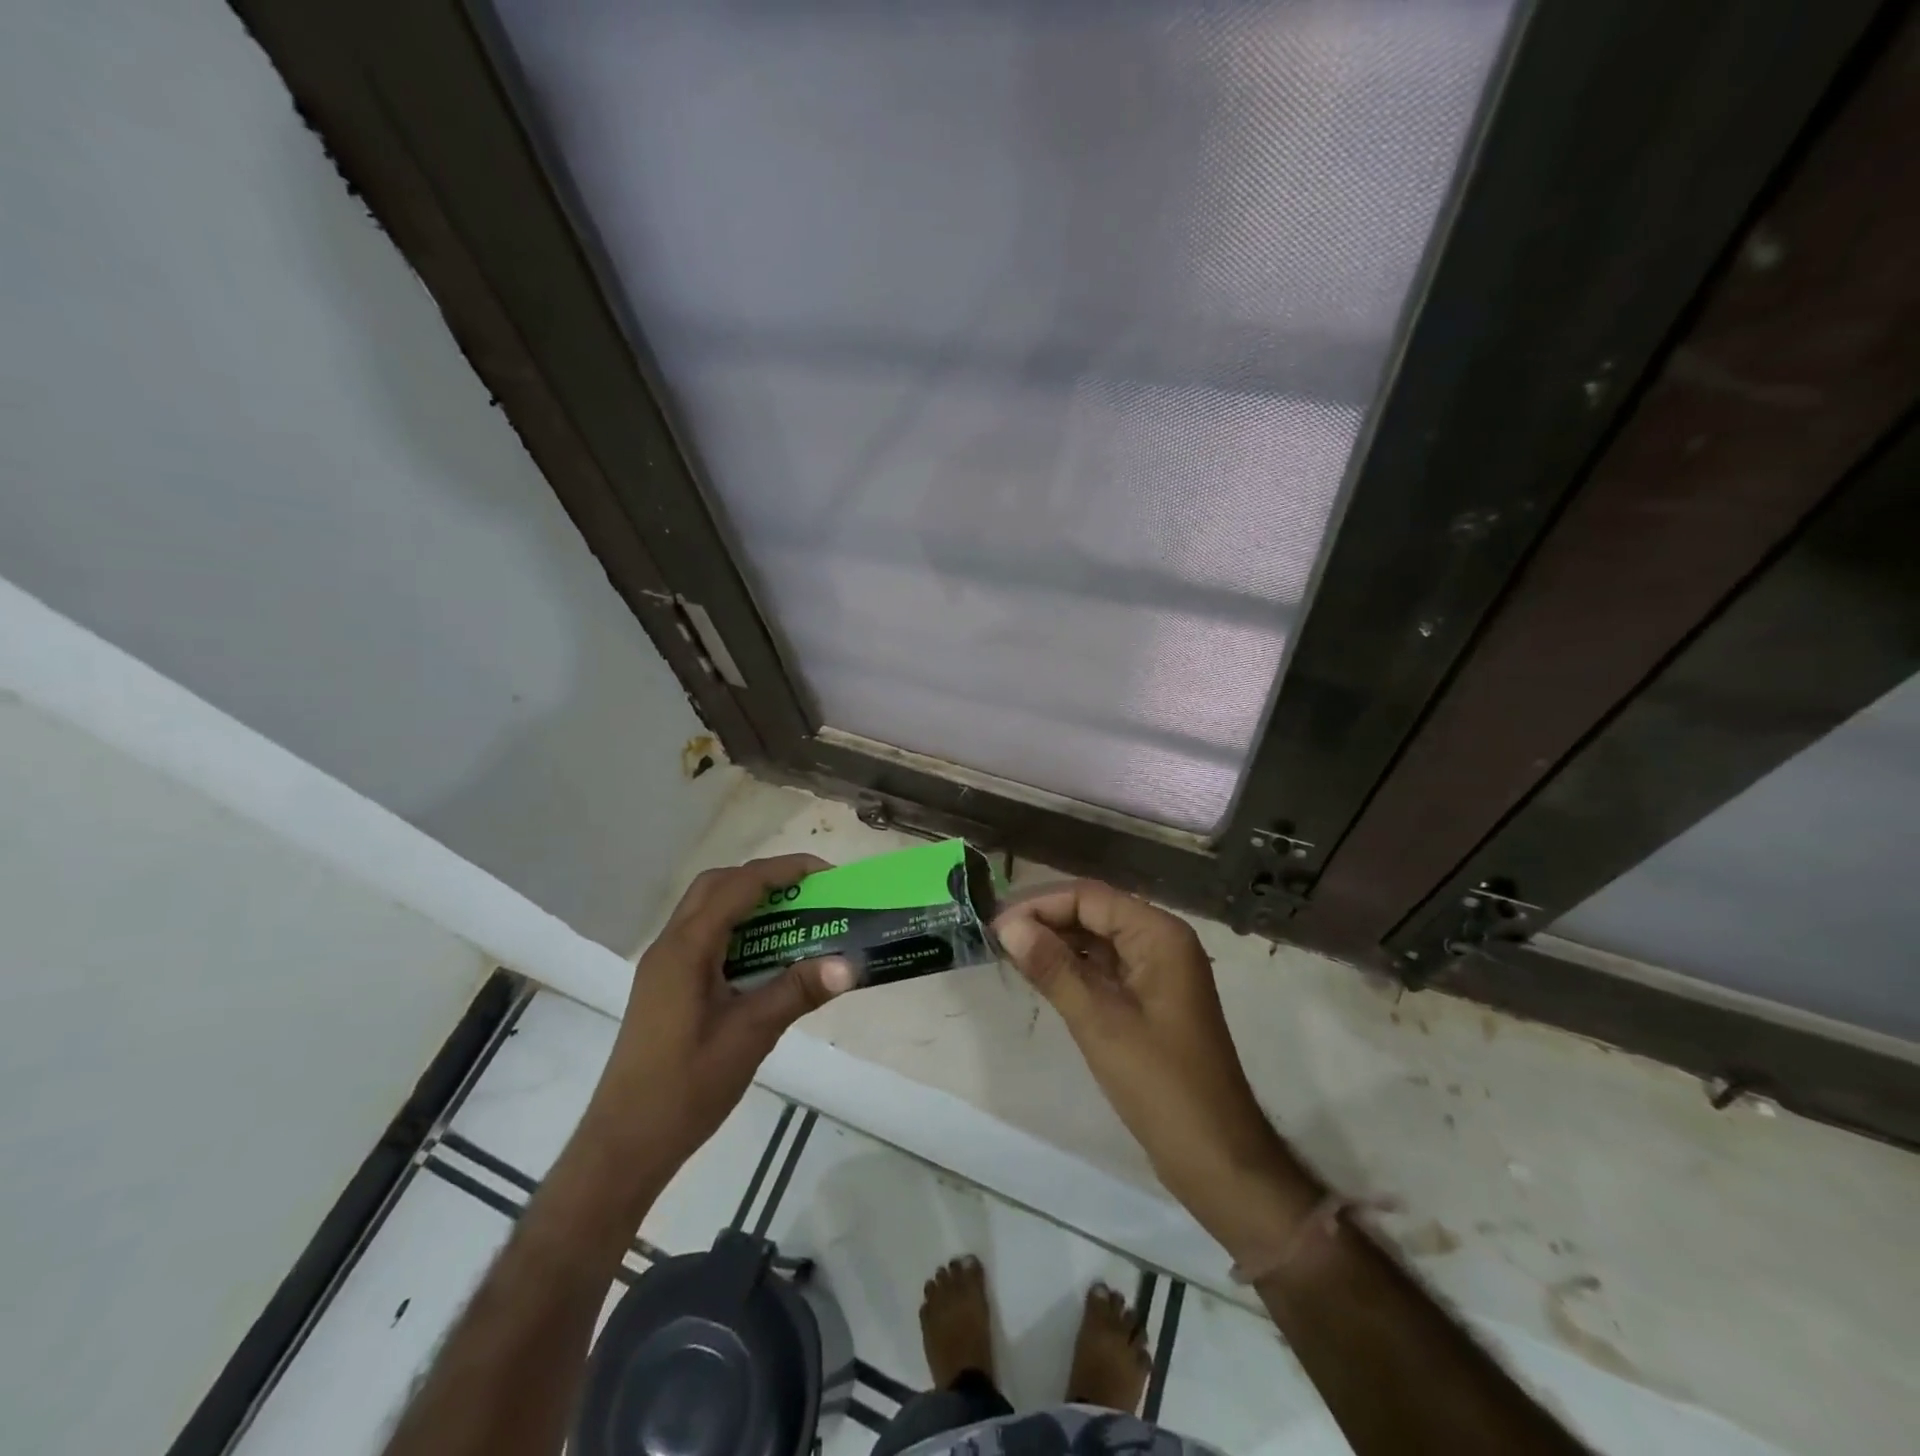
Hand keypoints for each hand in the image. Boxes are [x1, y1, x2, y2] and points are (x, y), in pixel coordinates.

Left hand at [580, 855, 854, 1182]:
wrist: (625, 1144)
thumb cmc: (686, 1088)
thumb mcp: (750, 1036)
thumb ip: (797, 992)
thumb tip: (849, 964)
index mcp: (686, 949)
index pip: (738, 887)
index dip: (783, 871)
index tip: (825, 873)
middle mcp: (670, 946)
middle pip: (717, 886)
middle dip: (764, 878)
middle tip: (808, 892)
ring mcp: (664, 966)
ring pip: (708, 910)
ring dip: (749, 903)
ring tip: (794, 918)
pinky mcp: (666, 986)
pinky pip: (704, 937)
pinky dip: (738, 930)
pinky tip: (766, 957)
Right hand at [994, 881, 1318, 1261]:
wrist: (1216, 1156)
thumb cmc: (1160, 1084)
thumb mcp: (1099, 1021)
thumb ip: (1052, 968)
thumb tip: (1007, 926)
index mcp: (1159, 934)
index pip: (1090, 898)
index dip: (1040, 905)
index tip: (995, 925)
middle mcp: (1161, 941)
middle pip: (1094, 913)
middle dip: (1046, 921)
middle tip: (996, 939)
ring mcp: (1158, 971)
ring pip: (1097, 940)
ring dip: (1056, 944)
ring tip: (1009, 954)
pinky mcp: (1150, 999)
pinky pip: (1105, 968)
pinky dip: (1073, 969)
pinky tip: (1041, 977)